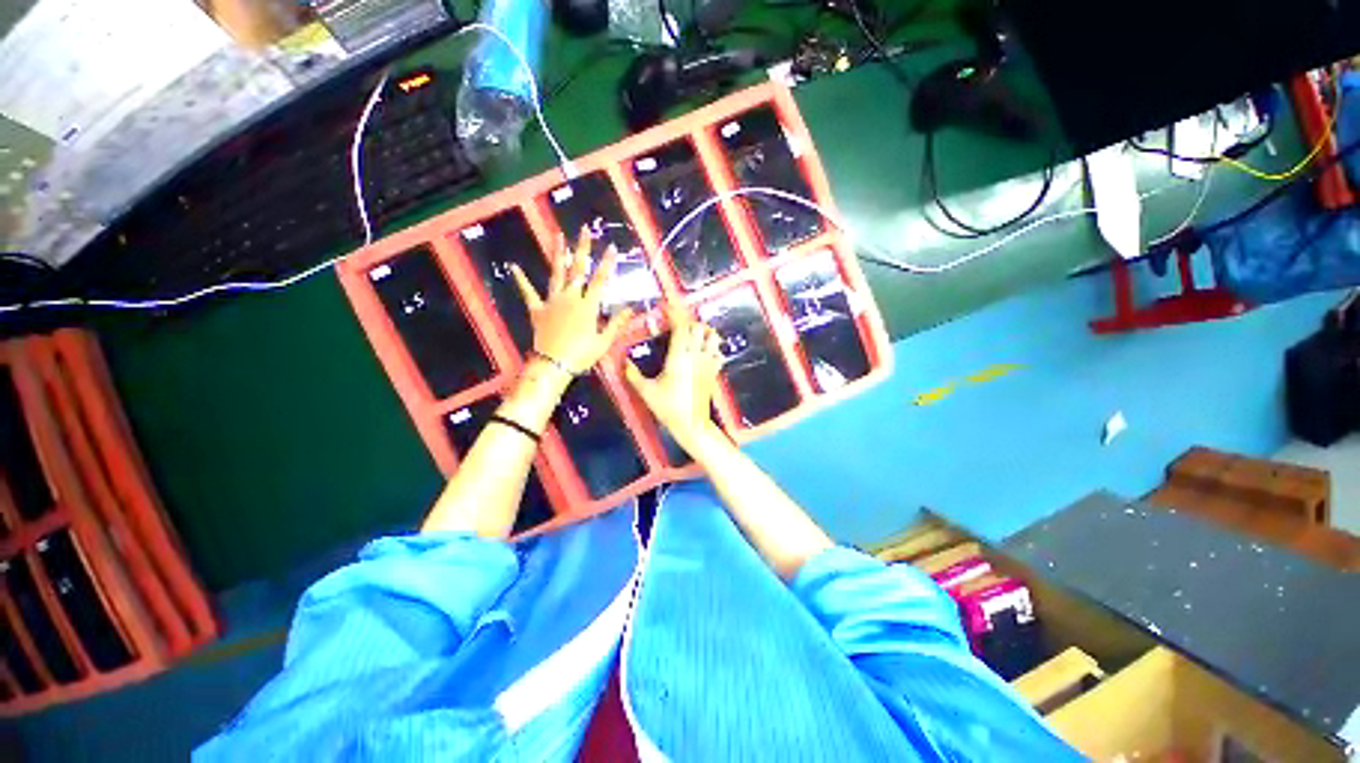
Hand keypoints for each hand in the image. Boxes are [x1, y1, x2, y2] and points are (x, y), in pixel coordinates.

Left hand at [511, 227, 633, 374]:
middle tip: (584, 230)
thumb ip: (616, 323)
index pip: (600, 280)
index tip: (612, 247)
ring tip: (558, 236)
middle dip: (583, 249)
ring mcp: (553, 302)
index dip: (607, 264)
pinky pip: (529, 293)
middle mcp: (571, 298)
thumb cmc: (582, 355)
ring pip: (557, 274)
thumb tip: (632, 309)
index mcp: (588, 306)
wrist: (553, 364)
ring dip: (558, 254)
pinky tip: (514, 267)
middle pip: (578, 270)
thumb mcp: (604, 342)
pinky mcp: (538, 310)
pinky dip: (521, 280)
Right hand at [625, 307, 725, 455]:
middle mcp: (696, 355)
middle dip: (688, 321)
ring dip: (704, 331)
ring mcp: (707, 363)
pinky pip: (718, 352)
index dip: (674, 313)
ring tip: (693, 335)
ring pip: (713, 337)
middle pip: (698, 327)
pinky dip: (713, 347)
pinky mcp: (714, 372)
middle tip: (676, 325)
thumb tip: (624, 361)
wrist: (692, 424)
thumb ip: (633, 374)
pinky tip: (704, 351)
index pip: (680, 326)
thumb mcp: (646, 391)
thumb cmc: (668, 407)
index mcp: (679, 356)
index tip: (666, 306)